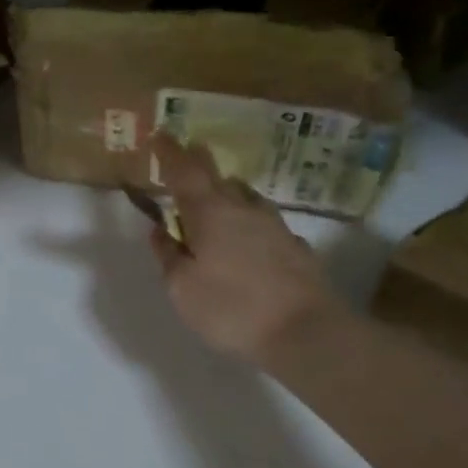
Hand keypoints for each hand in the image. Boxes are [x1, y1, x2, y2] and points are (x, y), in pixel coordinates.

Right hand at [148, 134, 340, 363]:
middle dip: (199, 161)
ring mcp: (274, 225)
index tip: (159, 134)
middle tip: (188, 151)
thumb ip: (167, 255)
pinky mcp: (295, 246)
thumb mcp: (181, 288)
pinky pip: (263, 222)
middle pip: (217, 175)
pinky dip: (247, 221)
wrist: (307, 332)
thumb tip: (160, 231)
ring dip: (226, 191)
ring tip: (215, 199)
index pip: (184, 171)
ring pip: (244, 196)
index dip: (169, 152)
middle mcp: (242, 208)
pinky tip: (247, 239)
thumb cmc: (231, 308)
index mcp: (208, 212)